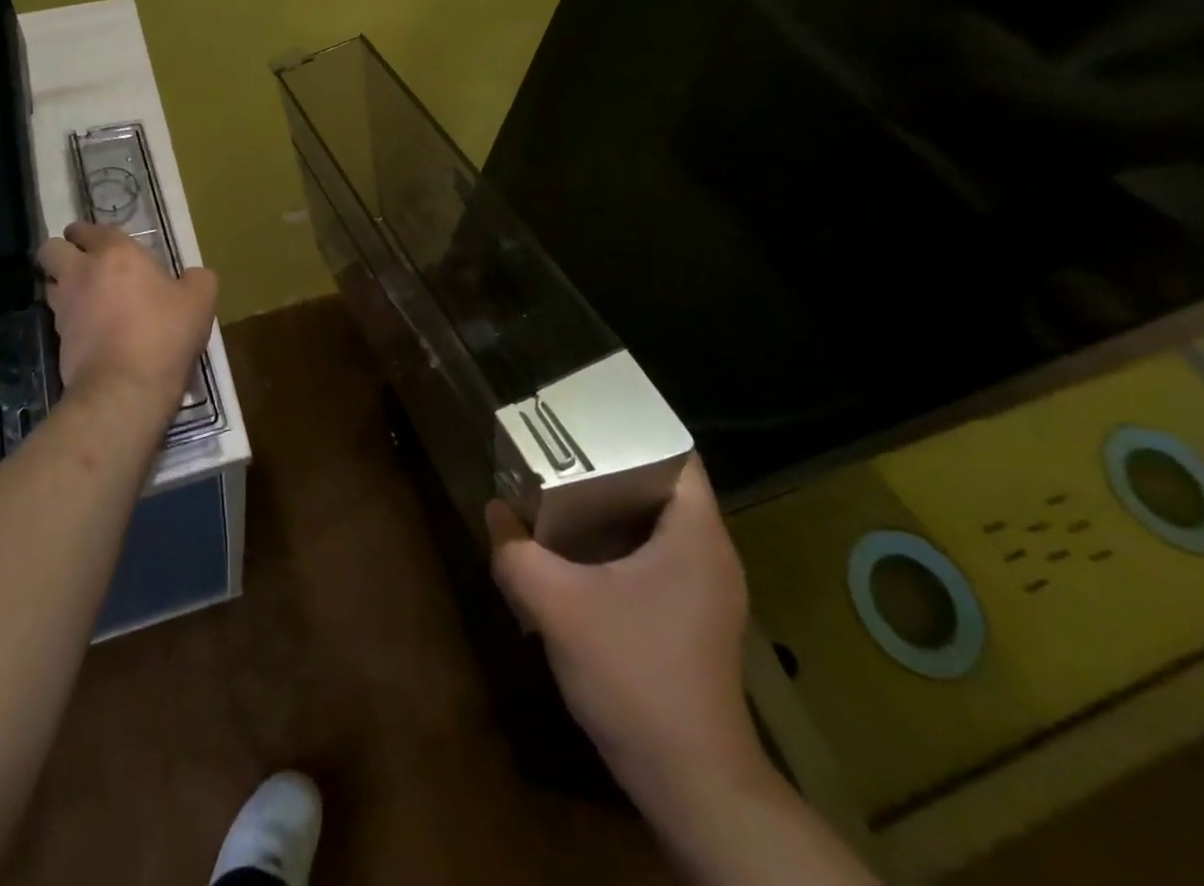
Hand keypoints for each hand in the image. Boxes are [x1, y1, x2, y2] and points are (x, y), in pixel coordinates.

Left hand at [39, 222, 216, 419]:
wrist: (125, 389)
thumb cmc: (164, 334)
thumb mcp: (200, 302)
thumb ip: (197, 279)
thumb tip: (191, 276)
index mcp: (116, 254)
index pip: (90, 229)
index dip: (91, 233)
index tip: (104, 242)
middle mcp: (82, 273)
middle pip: (52, 249)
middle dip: (63, 251)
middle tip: (86, 264)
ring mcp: (65, 307)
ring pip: (50, 283)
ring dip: (63, 284)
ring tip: (87, 297)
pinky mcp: (57, 339)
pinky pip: (58, 317)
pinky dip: (70, 318)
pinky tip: (91, 328)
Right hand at [486, 457, 763, 808]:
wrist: (690, 782)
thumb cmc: (633, 674)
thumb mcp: (557, 605)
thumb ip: (515, 552)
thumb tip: (494, 512)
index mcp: (695, 534)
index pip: (676, 453)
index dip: (631, 429)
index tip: (583, 421)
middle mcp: (710, 553)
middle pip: (661, 483)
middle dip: (608, 464)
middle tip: (557, 452)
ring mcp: (706, 589)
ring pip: (656, 523)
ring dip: (610, 506)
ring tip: (559, 491)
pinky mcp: (693, 617)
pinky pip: (655, 555)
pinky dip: (618, 542)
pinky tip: (576, 553)